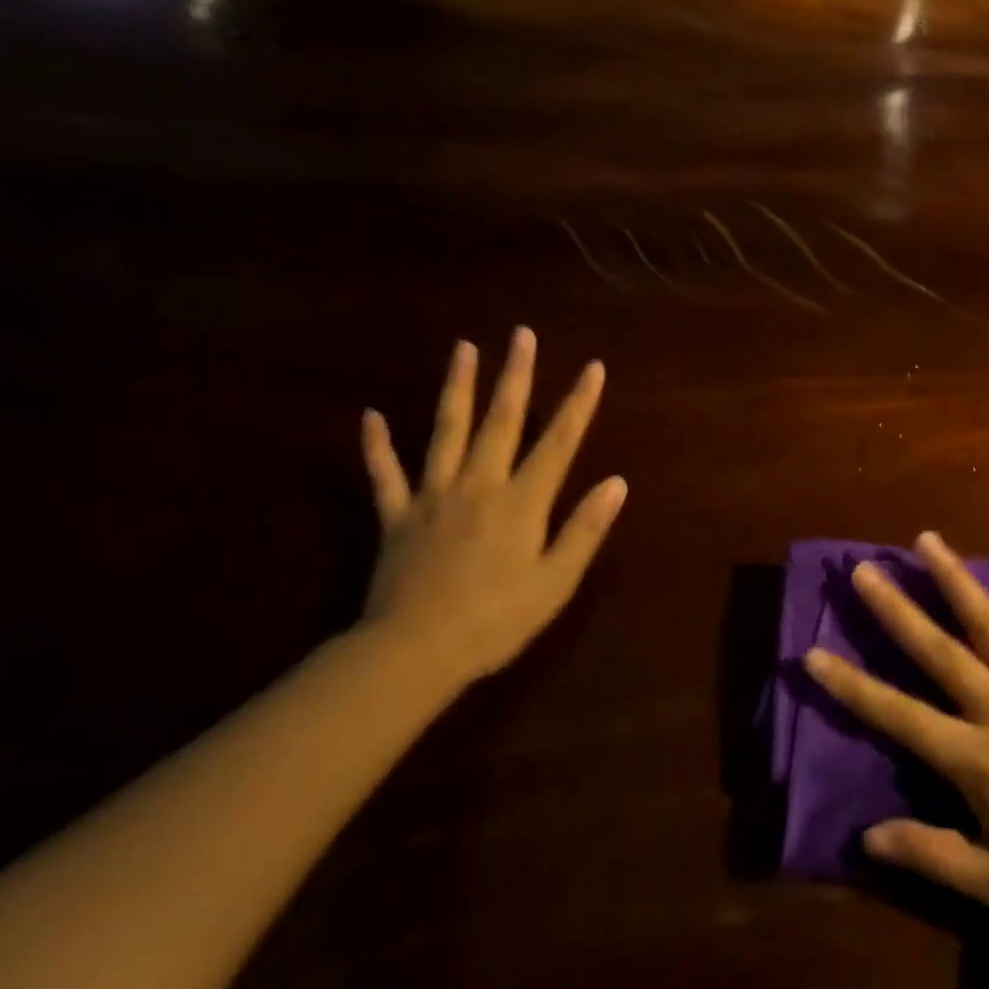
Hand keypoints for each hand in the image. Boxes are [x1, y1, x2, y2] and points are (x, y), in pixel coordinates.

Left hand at [358, 329, 626, 689]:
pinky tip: (371, 417)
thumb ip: (585, 529)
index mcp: (521, 502)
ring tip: (463, 348)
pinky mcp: (396, 517)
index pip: (559, 442)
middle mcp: (479, 485)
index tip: (593, 368)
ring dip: (456, 387)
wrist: (412, 654)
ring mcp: (433, 497)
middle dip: (515, 375)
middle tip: (522, 334)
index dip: (579, 403)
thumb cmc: (496, 621)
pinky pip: (384, 475)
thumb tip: (616, 482)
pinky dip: (377, 446)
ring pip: (446, 431)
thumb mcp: (556, 582)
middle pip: (501, 420)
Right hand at [803, 532, 988, 923]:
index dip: (852, 686)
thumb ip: (932, 855)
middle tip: (864, 568)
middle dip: (896, 608)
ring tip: (927, 540)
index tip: (813, 653)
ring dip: (956, 579)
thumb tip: (866, 837)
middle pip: (938, 650)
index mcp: (975, 757)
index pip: (899, 715)